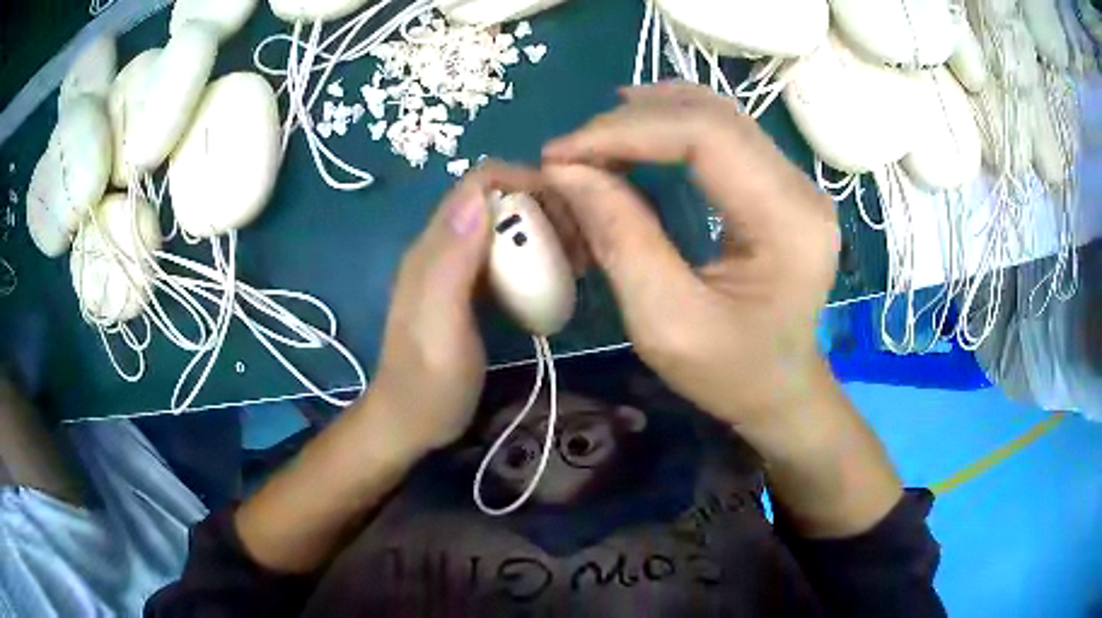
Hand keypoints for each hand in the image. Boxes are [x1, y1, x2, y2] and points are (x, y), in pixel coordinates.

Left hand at [371, 163, 549, 454]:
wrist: (409, 423)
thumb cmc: (429, 384)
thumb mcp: (441, 326)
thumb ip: (452, 262)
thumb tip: (478, 198)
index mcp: (434, 249)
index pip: (478, 184)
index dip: (523, 182)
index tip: (566, 211)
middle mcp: (442, 248)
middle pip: (494, 200)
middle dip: (540, 208)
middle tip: (577, 246)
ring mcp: (452, 269)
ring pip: (501, 226)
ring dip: (539, 232)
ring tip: (573, 262)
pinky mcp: (464, 289)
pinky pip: (500, 256)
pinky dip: (529, 257)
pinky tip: (549, 281)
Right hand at [542, 83, 840, 430]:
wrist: (781, 390)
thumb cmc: (731, 373)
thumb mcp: (665, 323)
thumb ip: (620, 239)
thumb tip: (567, 170)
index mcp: (787, 222)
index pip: (705, 136)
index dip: (625, 132)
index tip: (560, 154)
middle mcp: (801, 187)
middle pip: (710, 115)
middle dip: (629, 122)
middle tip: (571, 151)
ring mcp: (795, 180)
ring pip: (716, 113)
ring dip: (648, 117)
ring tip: (595, 140)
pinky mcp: (781, 184)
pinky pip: (723, 132)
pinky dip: (671, 125)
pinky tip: (638, 134)